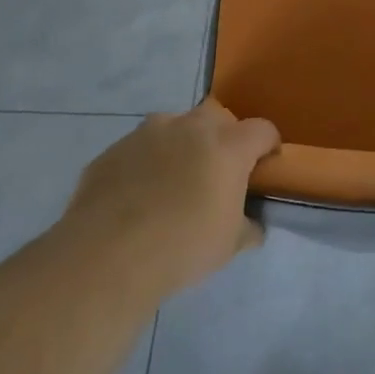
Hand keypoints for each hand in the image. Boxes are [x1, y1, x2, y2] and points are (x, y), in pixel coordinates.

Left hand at [60, 102, 278, 300]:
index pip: (262, 130)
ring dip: (181, 145)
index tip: (263, 169)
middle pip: (217, 116)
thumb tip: (252, 224)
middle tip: (217, 173)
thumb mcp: (230, 245)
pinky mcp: (113, 150)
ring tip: (172, 183)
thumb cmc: (182, 246)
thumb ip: (248, 226)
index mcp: (228, 146)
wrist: (106, 256)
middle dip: (223, 137)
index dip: (268, 147)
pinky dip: (145, 164)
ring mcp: (147, 133)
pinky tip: (136, 197)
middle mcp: (190, 127)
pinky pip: (139, 149)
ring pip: (174, 127)